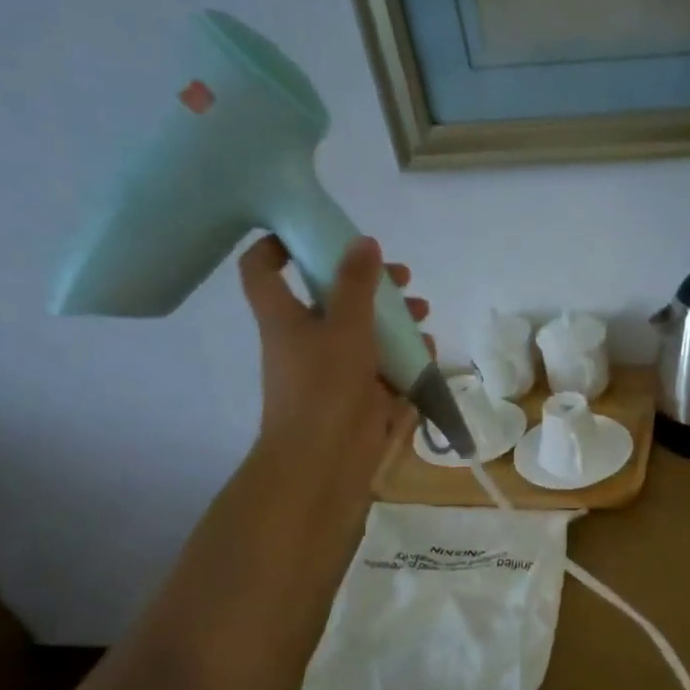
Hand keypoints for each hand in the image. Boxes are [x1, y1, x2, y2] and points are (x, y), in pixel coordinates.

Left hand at [237, 233, 429, 502]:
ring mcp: (333, 367)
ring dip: (393, 317)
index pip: (262, 268)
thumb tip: (364, 241)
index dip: (276, 243)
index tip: (313, 231)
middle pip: (330, 296)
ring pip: (362, 330)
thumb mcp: (345, 325)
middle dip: (367, 282)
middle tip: (401, 276)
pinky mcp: (358, 392)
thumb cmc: (325, 384)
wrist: (324, 458)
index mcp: (285, 316)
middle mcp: (305, 337)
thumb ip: (357, 283)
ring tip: (423, 311)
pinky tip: (427, 350)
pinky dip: (403, 354)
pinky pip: (381, 364)